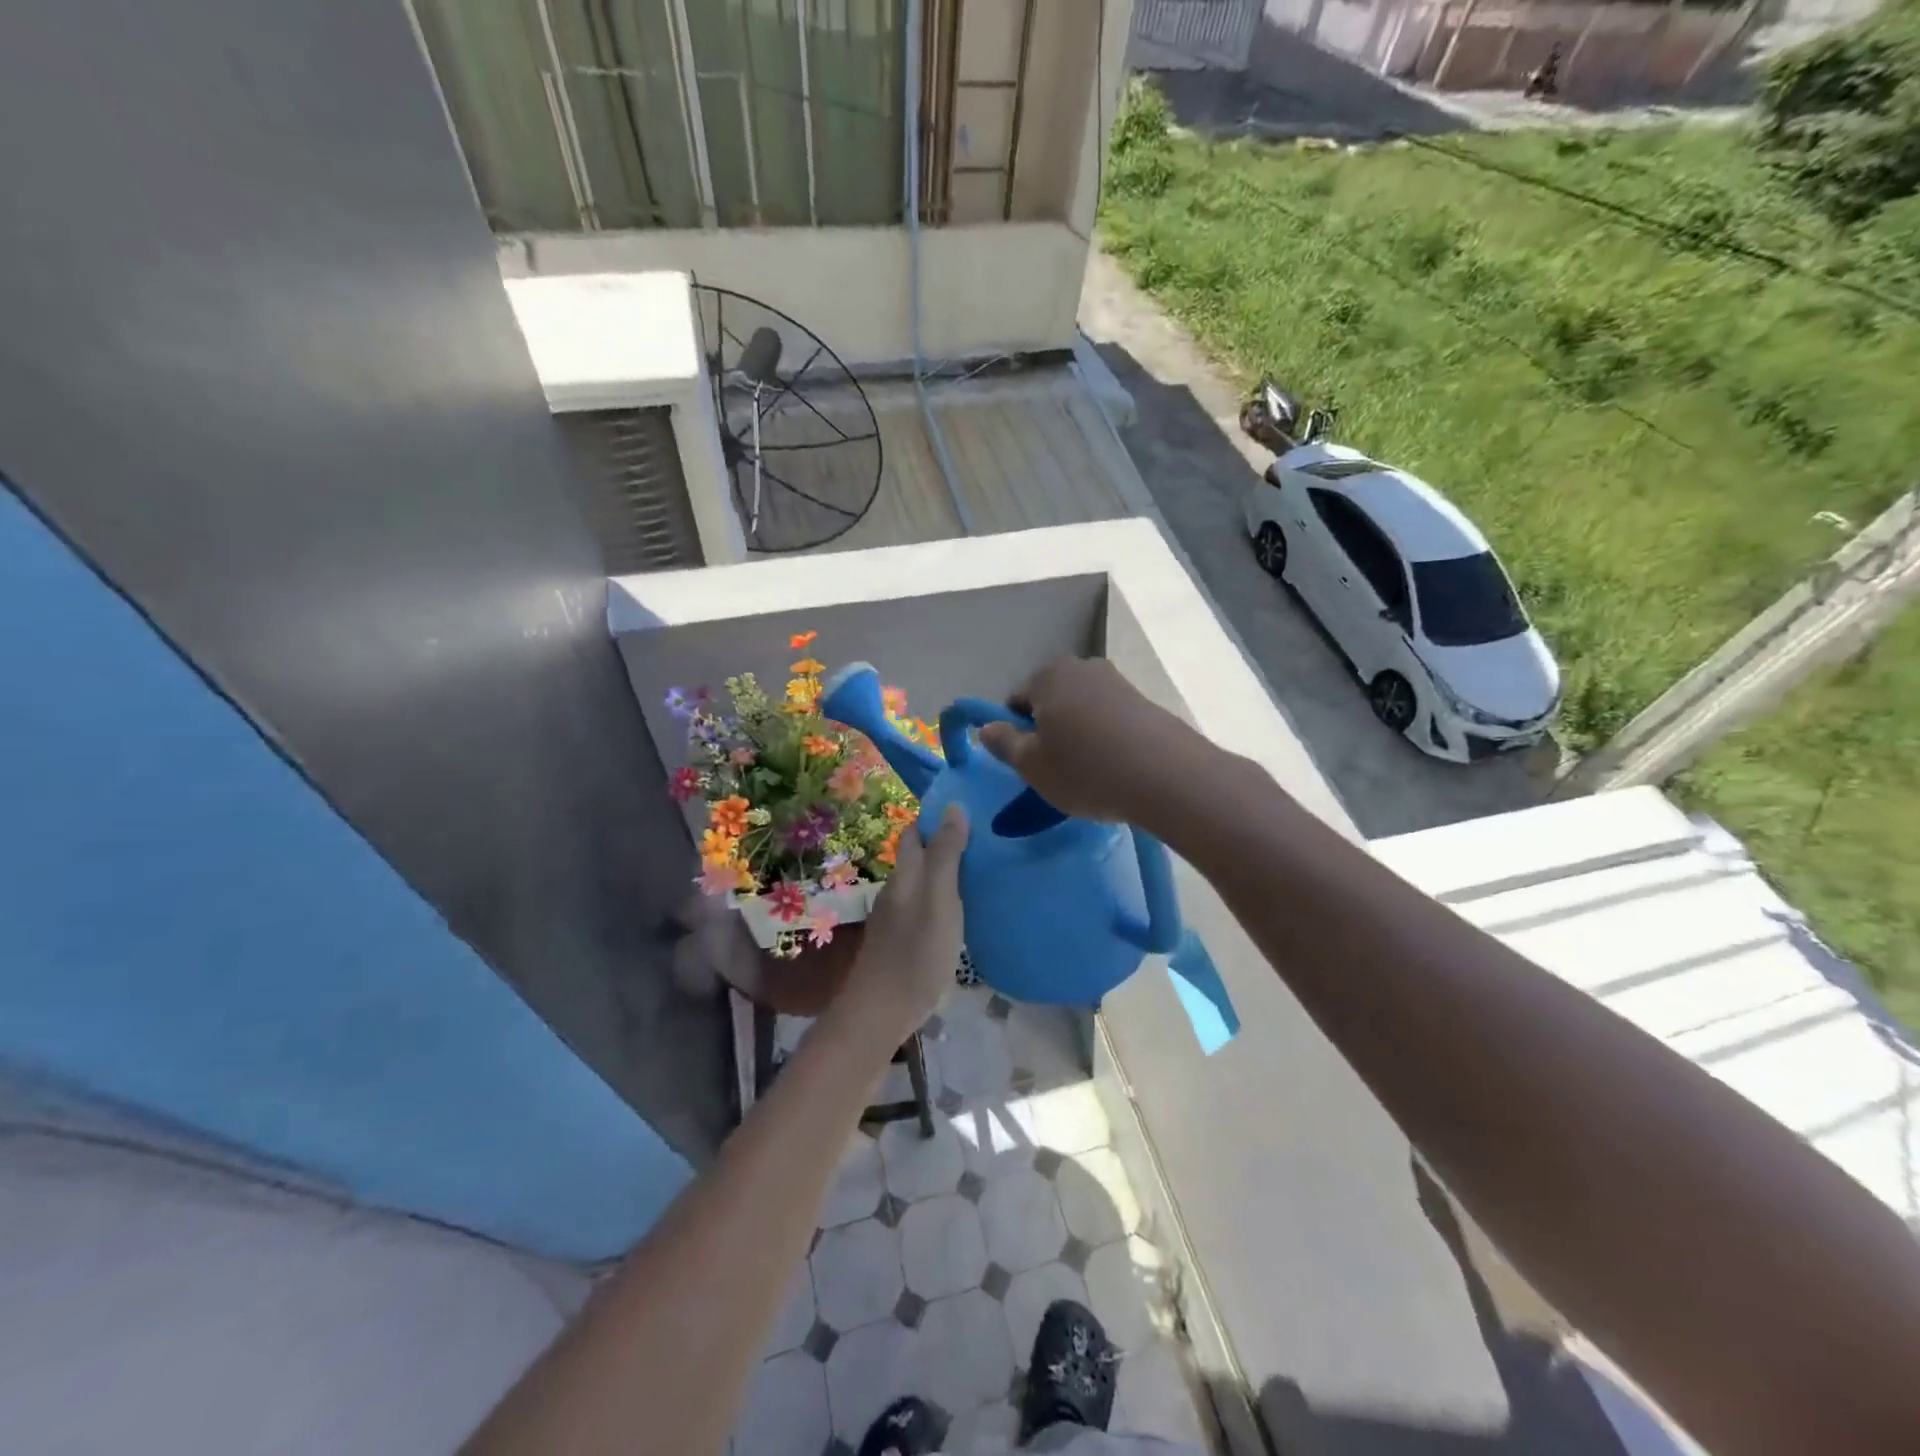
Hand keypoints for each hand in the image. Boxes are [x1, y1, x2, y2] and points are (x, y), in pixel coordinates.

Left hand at [841, 804, 969, 1041]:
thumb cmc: (916, 951)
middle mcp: (897, 889)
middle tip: (984, 841)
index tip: (970, 811)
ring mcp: (896, 916)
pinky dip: (942, 898)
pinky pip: (923, 905)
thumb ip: (946, 854)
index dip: (937, 818)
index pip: (916, 831)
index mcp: (906, 873)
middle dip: (943, 843)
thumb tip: (953, 806)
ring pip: (921, 881)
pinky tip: (962, 909)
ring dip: (945, 872)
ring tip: (980, 872)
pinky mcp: (901, 940)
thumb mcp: (940, 898)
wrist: (881, 1011)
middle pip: (918, 856)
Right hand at [978, 658, 1199, 825]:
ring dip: (1078, 733)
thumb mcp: (1031, 765)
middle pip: (1052, 699)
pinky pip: (1110, 718)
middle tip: (1055, 768)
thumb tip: (986, 727)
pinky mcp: (1144, 701)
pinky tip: (1115, 766)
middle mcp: (1082, 667)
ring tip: (1088, 770)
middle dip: (1049, 728)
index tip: (1027, 761)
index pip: (1016, 699)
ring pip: (1082, 708)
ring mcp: (1117, 681)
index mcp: (1047, 676)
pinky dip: (1106, 737)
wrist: (1166, 776)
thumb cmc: (1085, 769)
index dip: (1016, 731)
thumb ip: (1004, 743)